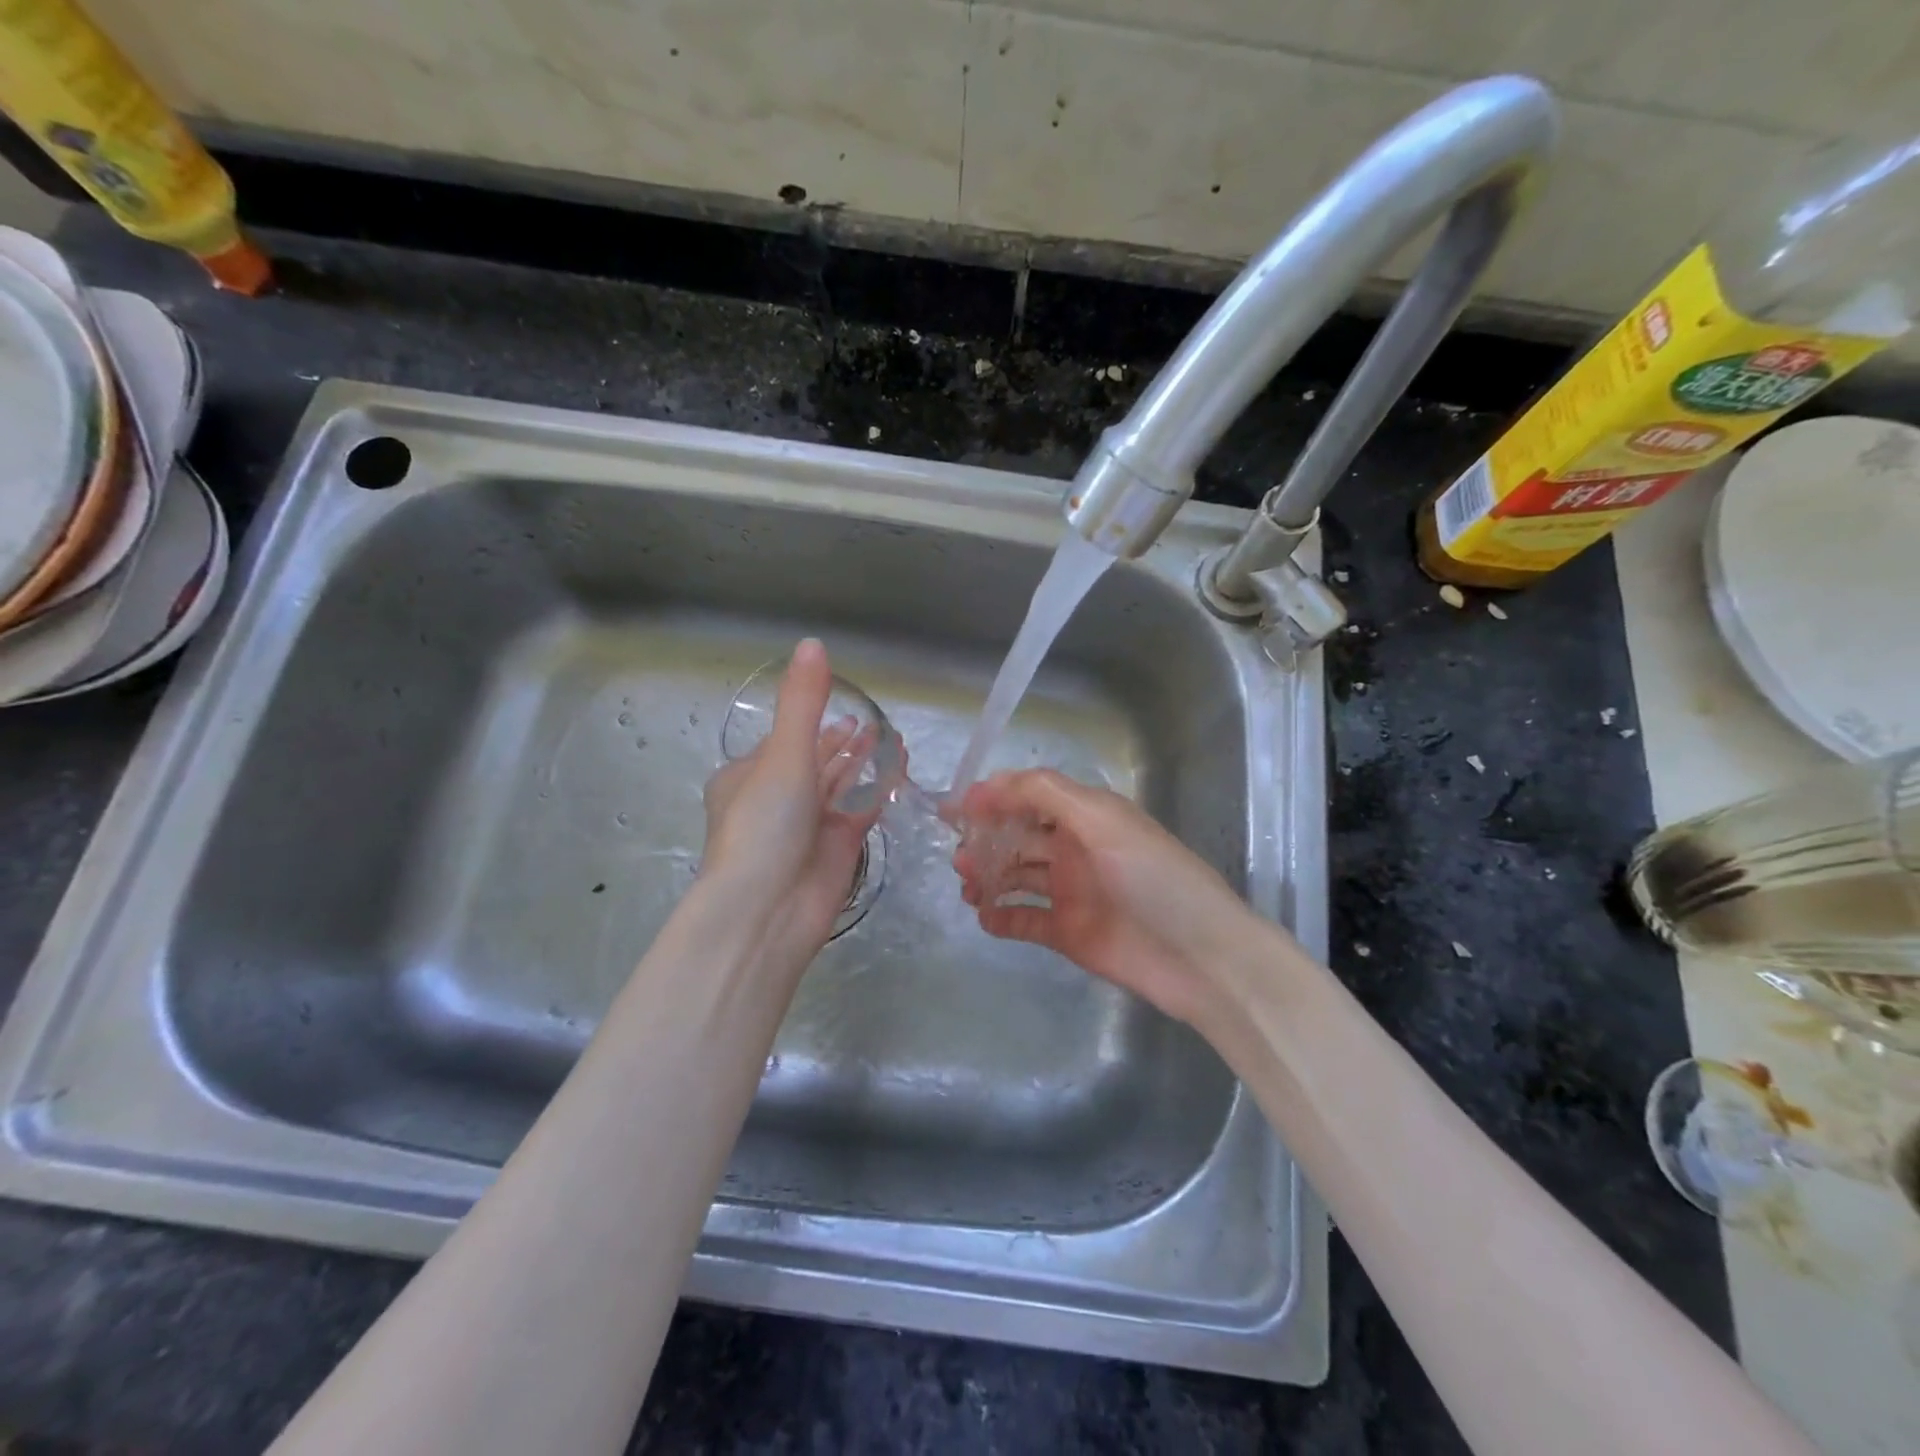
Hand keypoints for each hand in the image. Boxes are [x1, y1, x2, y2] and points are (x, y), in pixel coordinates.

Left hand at [699, 639, 879, 956]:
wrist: (768, 909)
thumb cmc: (764, 824)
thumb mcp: (783, 755)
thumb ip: (803, 702)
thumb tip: (813, 643)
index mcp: (747, 777)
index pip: (782, 742)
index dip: (810, 723)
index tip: (840, 706)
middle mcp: (777, 799)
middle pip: (815, 762)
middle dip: (842, 742)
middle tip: (871, 722)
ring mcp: (809, 825)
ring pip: (841, 784)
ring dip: (863, 760)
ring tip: (891, 735)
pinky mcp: (838, 847)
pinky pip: (860, 807)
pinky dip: (877, 785)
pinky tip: (898, 763)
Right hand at [950, 770, 1262, 1026]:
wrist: (1201, 957)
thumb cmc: (1154, 878)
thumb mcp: (1103, 821)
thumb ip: (1047, 793)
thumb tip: (990, 784)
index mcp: (1086, 816)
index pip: (1030, 796)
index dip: (993, 797)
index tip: (955, 809)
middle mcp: (1075, 849)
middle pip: (1018, 836)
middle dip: (985, 840)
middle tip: (959, 858)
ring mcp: (1071, 892)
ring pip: (1017, 876)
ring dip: (988, 876)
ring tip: (967, 885)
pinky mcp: (1069, 932)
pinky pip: (1025, 920)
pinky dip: (1002, 917)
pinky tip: (985, 916)